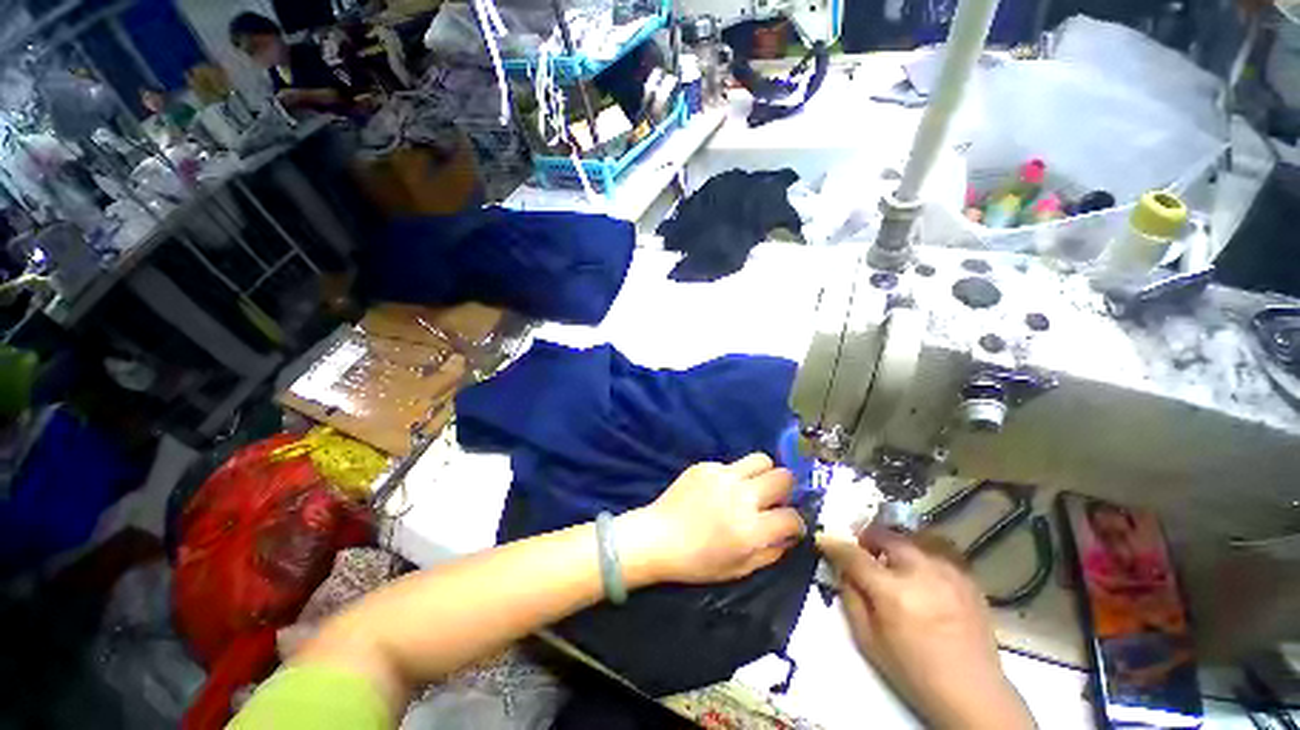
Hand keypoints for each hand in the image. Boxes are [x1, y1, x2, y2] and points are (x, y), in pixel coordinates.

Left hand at [619, 454, 805, 584]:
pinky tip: (720, 489)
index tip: (788, 525)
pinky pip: (732, 464)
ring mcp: (723, 476)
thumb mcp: (739, 569)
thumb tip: (790, 535)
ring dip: (765, 473)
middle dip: (786, 490)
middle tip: (773, 500)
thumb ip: (771, 552)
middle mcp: (741, 496)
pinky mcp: (706, 465)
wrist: (658, 537)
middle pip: (784, 477)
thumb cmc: (697, 562)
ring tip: (753, 486)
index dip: (795, 524)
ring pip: (762, 459)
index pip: (792, 517)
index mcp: (751, 528)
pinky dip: (734, 475)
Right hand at [817, 529, 1034, 729]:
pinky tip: (921, 571)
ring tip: (892, 559)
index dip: (834, 544)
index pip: (854, 554)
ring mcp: (949, 572)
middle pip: (885, 536)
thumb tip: (842, 570)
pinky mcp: (967, 577)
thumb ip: (850, 598)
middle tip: (862, 550)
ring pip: (913, 538)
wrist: (972, 691)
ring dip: (895, 544)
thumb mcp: (868, 641)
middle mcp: (921, 572)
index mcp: (892, 591)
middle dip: (868, 538)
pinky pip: (938, 551)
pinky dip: (922, 553)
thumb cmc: (913, 671)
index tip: (824, 539)